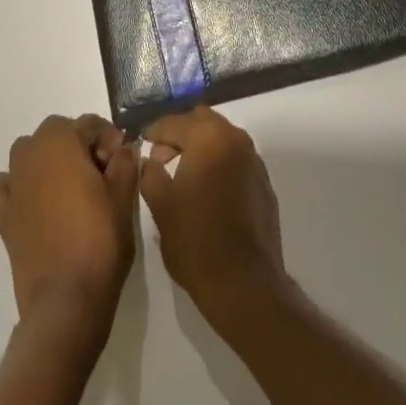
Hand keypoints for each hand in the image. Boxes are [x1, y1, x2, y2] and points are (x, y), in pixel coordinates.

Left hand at [0, 114, 137, 348]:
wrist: (67, 300)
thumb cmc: (100, 240)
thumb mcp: (123, 196)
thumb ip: (125, 162)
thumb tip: (123, 149)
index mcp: (61, 141)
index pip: (89, 124)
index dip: (110, 140)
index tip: (122, 163)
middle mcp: (31, 153)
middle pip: (58, 133)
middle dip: (79, 146)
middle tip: (101, 176)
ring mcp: (13, 184)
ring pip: (28, 153)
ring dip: (47, 160)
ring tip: (70, 188)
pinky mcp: (2, 216)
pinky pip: (1, 188)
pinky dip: (12, 187)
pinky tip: (30, 202)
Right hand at [139, 106, 287, 333]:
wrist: (245, 283)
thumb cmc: (196, 241)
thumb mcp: (161, 207)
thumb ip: (150, 174)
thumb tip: (149, 160)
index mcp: (207, 137)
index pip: (173, 122)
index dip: (154, 132)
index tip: (141, 144)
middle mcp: (234, 138)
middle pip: (201, 120)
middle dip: (180, 133)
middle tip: (162, 158)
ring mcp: (253, 159)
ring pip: (221, 137)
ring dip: (201, 146)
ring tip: (184, 175)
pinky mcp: (264, 181)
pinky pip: (236, 158)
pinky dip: (219, 163)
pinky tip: (209, 191)